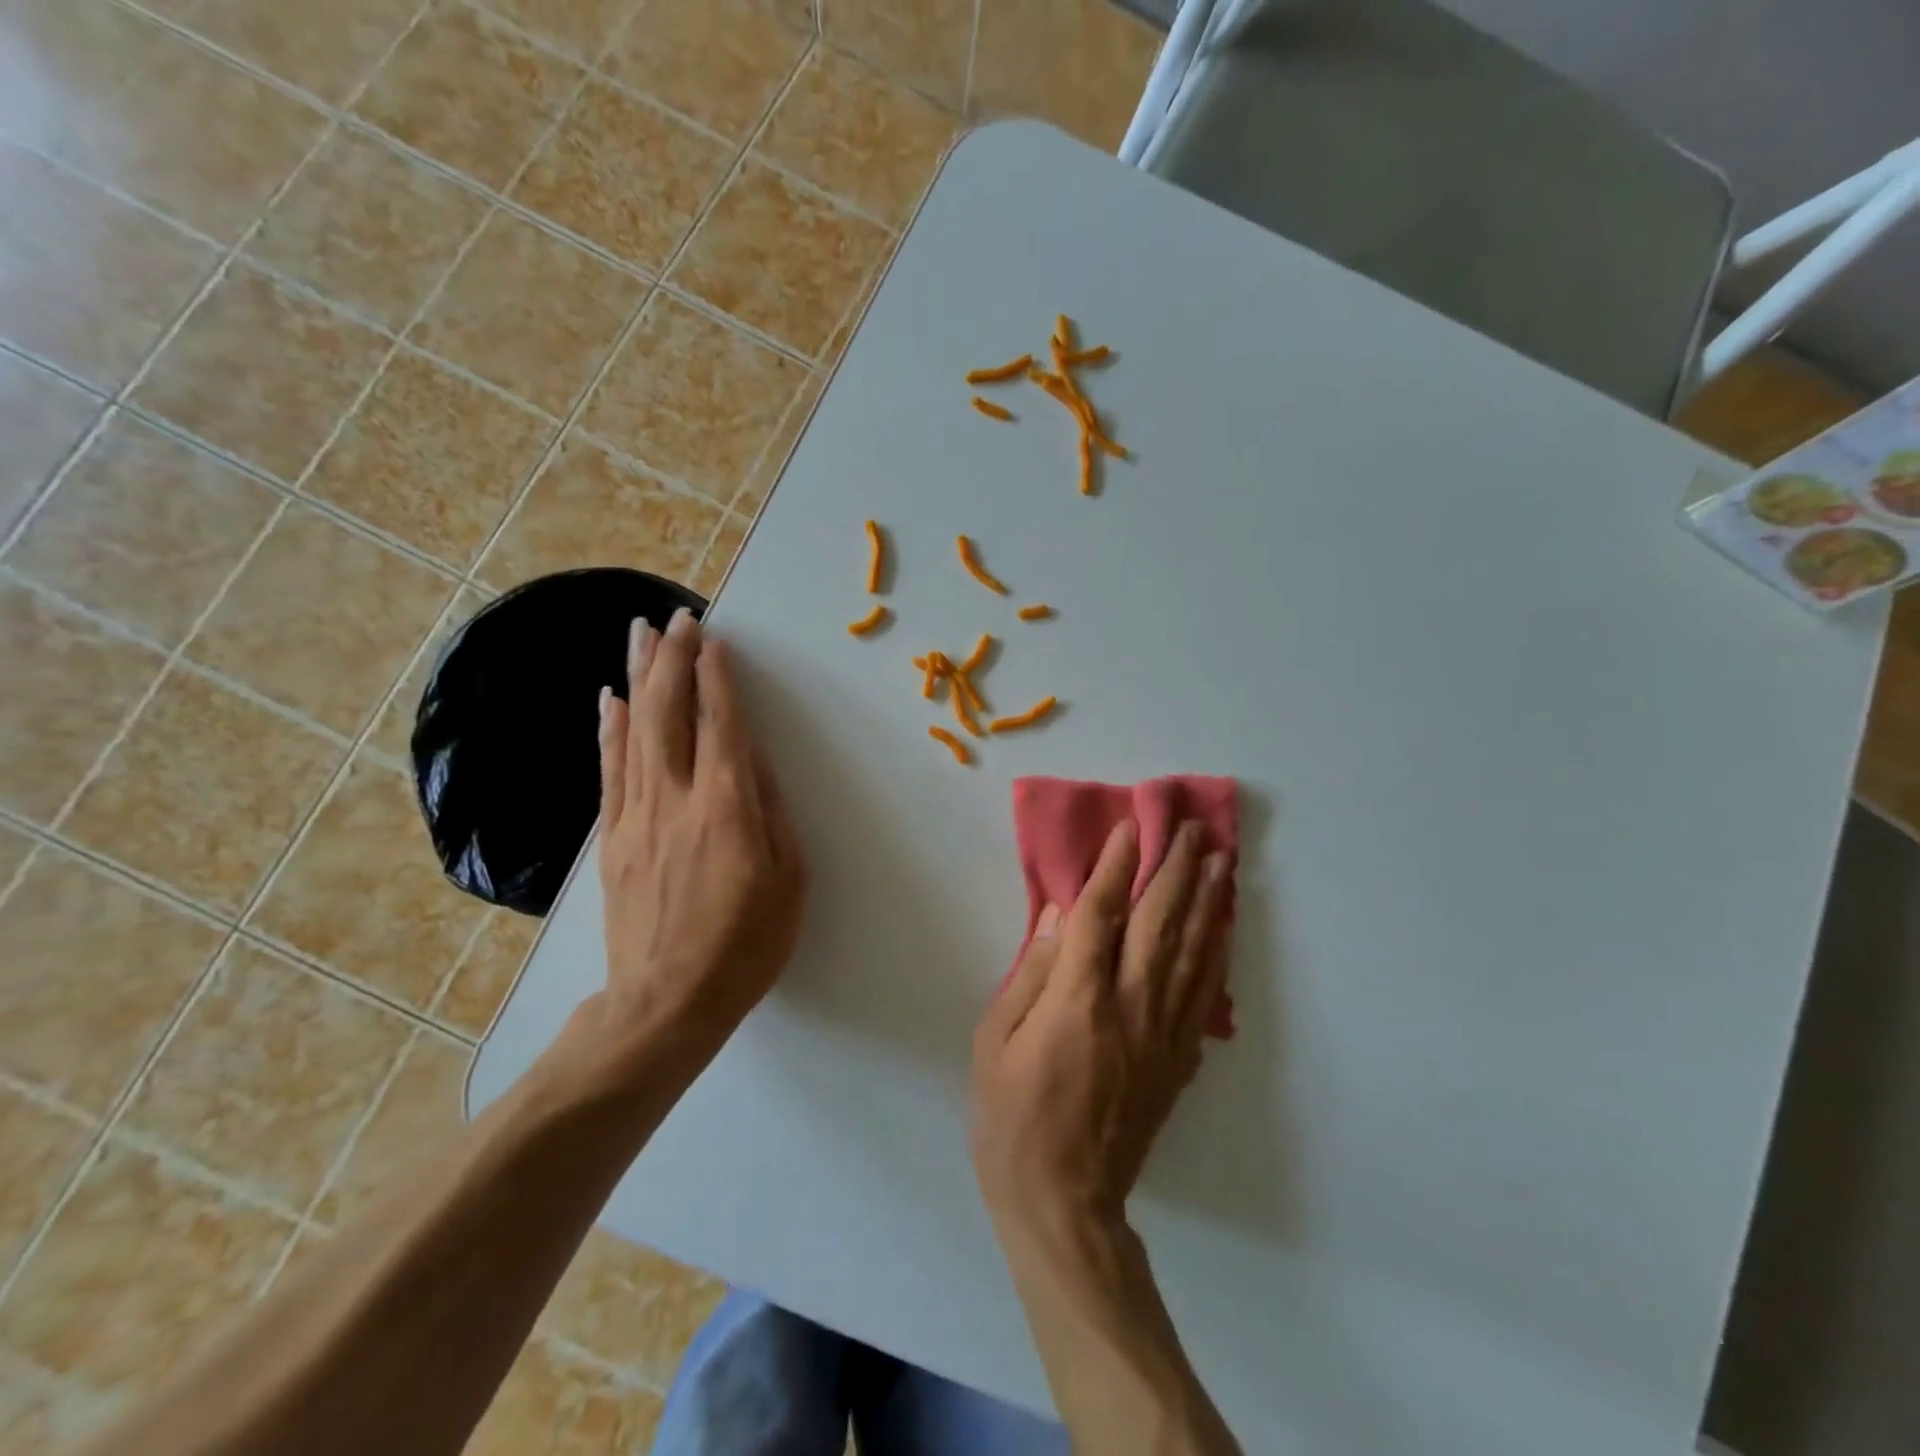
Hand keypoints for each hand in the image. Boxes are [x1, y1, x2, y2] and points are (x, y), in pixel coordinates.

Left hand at [594, 609, 807, 1050]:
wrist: (665, 1004)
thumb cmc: (745, 946)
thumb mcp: (789, 882)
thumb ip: (773, 815)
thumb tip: (757, 764)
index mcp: (728, 809)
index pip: (721, 726)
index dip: (717, 679)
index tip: (714, 639)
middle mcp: (677, 800)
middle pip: (670, 714)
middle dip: (674, 660)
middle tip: (677, 617)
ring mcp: (637, 817)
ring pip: (635, 732)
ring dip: (640, 678)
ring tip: (640, 634)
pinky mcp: (613, 838)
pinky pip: (611, 770)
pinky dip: (611, 730)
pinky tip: (611, 700)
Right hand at [971, 820, 1230, 1235]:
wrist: (1064, 1203)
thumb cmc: (1012, 1119)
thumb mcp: (995, 1042)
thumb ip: (1031, 975)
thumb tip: (1060, 919)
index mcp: (1079, 1001)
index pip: (1102, 915)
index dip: (1116, 867)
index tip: (1130, 828)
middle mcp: (1131, 1007)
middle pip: (1159, 923)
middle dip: (1177, 869)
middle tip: (1193, 828)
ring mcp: (1162, 1035)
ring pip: (1192, 953)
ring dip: (1207, 902)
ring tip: (1221, 861)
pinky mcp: (1178, 1061)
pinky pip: (1203, 996)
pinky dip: (1216, 955)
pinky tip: (1223, 928)